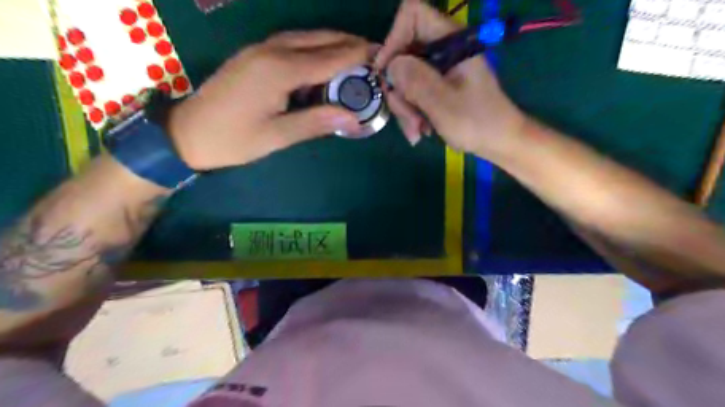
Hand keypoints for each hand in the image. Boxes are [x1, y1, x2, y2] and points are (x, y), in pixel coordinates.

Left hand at [170, 30, 372, 169]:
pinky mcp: (254, 55)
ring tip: (355, 56)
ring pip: (305, 38)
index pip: (329, 58)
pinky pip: (291, 44)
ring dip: (332, 44)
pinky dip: (314, 49)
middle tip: (374, 55)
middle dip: (349, 44)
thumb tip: (354, 118)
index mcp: (279, 70)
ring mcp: (260, 49)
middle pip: (319, 39)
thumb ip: (316, 123)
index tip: (382, 57)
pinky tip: (323, 62)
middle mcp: (271, 50)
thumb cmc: (233, 139)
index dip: (358, 56)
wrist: (187, 133)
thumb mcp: (277, 136)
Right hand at [373, 0, 527, 159]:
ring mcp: (440, 69)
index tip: (386, 73)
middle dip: (399, 90)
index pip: (413, 15)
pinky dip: (412, 112)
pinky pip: (413, 93)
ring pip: (405, 78)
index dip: (394, 39)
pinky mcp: (438, 86)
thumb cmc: (478, 123)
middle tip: (407, 118)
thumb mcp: (444, 105)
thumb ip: (417, 81)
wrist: (499, 142)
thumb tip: (390, 66)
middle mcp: (443, 50)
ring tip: (416, 132)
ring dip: (405, 108)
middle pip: (403, 54)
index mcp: (452, 42)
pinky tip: (421, 131)